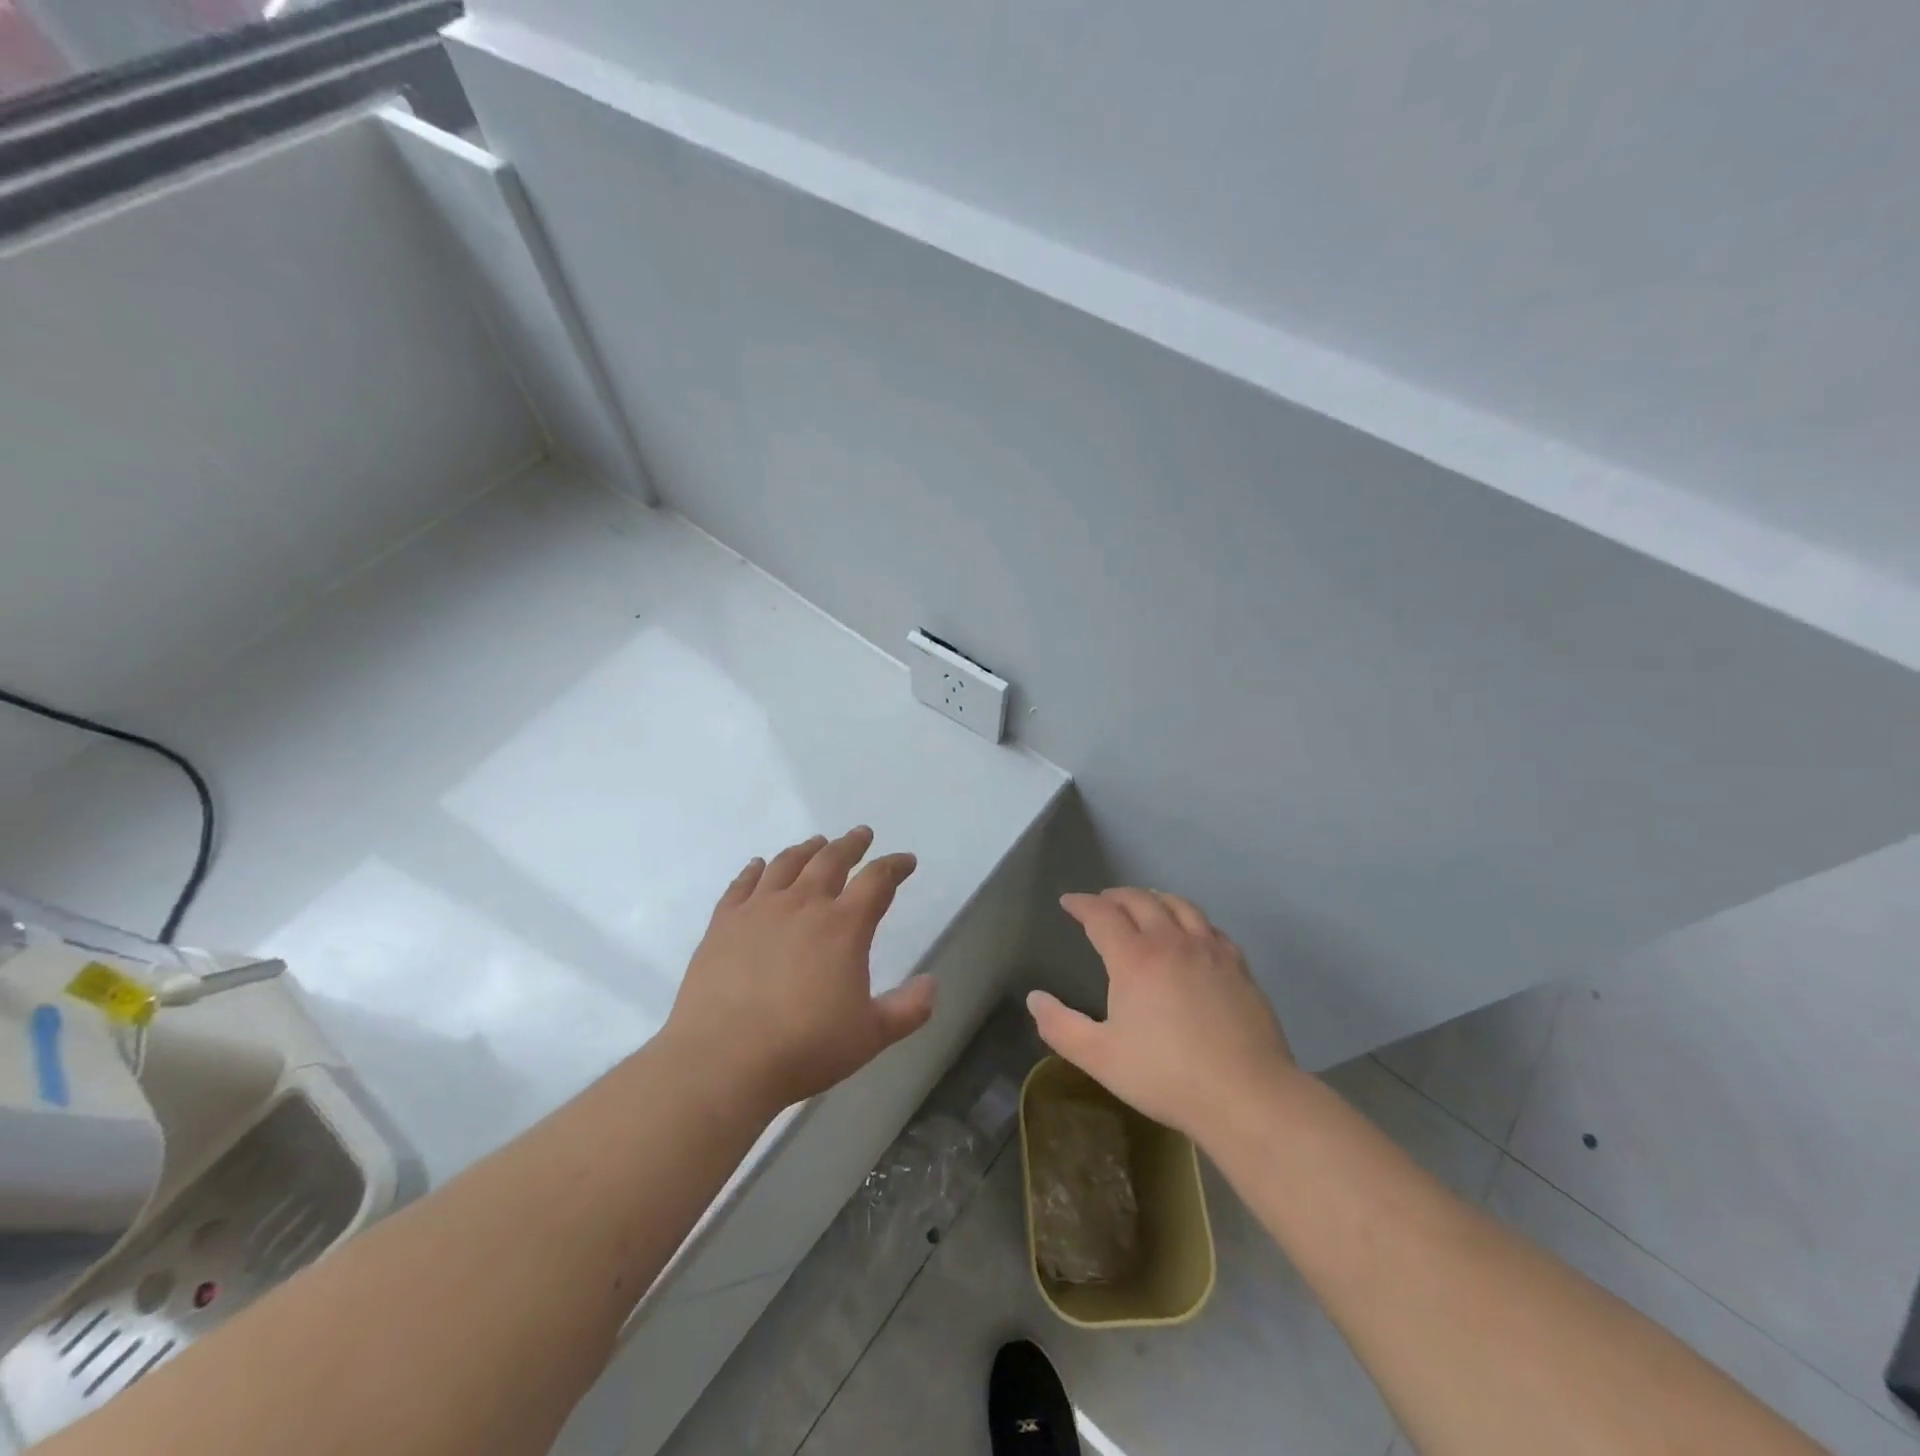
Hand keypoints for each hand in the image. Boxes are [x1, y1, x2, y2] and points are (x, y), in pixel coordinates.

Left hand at [666, 827, 934, 1114]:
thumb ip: (908, 1008)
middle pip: (831, 860)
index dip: (894, 866)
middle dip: (851, 844)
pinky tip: (758, 866)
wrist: (723, 1060)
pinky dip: (755, 870)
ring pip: (787, 864)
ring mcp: (759, 910)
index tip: (905, 861)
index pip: (877, 881)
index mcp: (844, 925)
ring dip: (807, 850)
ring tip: (816, 843)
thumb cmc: (805, 1047)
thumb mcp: (871, 1035)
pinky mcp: (723, 923)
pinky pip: (742, 884)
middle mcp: (803, 905)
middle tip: (861, 835)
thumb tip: (932, 983)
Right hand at [1027, 888, 1295, 1140]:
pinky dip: (1190, 919)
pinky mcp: (1238, 966)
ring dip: (1154, 898)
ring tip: (1145, 903)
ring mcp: (1209, 951)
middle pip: (1140, 901)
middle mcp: (1171, 942)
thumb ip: (1060, 1026)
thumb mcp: (1099, 1058)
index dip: (1081, 904)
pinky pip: (1210, 927)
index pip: (1101, 915)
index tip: (1068, 902)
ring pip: (1179, 906)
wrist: (1246, 1095)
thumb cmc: (1165, 1076)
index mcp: (1134, 958)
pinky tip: (1191, 933)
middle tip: (1102, 900)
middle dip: (1115, 896)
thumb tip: (1034, 998)